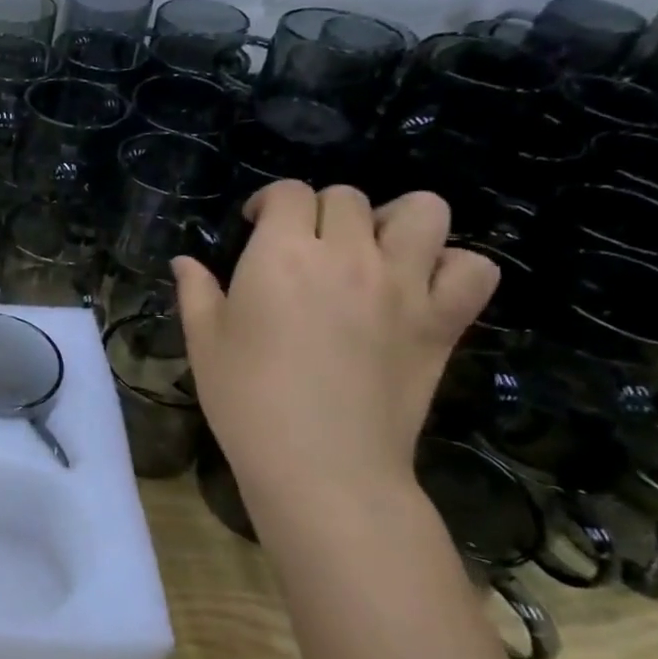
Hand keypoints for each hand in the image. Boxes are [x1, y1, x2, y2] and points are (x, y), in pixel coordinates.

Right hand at [171, 183, 497, 503]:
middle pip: (348, 198)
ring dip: (394, 220)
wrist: (322, 465)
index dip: (270, 202)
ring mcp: (404, 285)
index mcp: (282, 255)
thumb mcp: (203, 342)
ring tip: (373, 250)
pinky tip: (418, 286)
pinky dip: (451, 266)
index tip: (256, 225)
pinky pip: (472, 268)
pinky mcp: (442, 321)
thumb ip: (196, 292)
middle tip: (304, 247)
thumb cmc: (247, 400)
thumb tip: (185, 262)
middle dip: (320, 212)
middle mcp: (348, 254)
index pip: (288, 193)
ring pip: (423, 212)